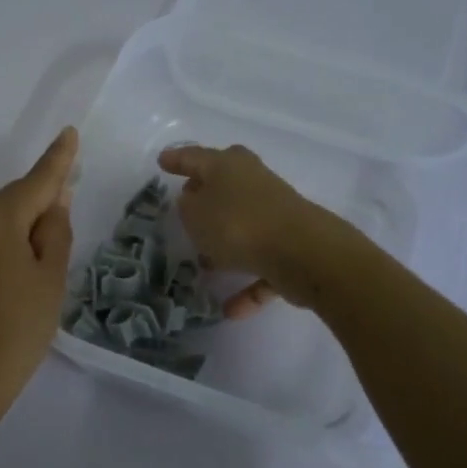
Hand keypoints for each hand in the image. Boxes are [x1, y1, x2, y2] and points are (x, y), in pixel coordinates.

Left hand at [0, 128, 77, 406]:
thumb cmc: (17, 328)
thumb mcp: (50, 279)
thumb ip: (55, 232)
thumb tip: (54, 201)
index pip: (36, 180)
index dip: (58, 159)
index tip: (69, 133)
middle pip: (13, 201)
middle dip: (41, 201)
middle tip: (69, 209)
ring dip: (23, 228)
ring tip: (47, 255)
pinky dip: (5, 246)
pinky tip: (20, 270)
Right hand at [156, 143, 347, 318]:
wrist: (303, 254)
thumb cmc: (238, 224)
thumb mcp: (195, 214)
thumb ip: (188, 207)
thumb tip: (194, 201)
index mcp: (229, 166)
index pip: (196, 157)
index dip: (177, 159)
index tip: (162, 161)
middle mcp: (255, 183)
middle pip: (226, 183)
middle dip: (206, 193)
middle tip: (186, 201)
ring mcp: (276, 215)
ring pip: (244, 226)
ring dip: (226, 244)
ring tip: (203, 264)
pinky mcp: (292, 247)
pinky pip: (262, 265)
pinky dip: (247, 284)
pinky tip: (230, 310)